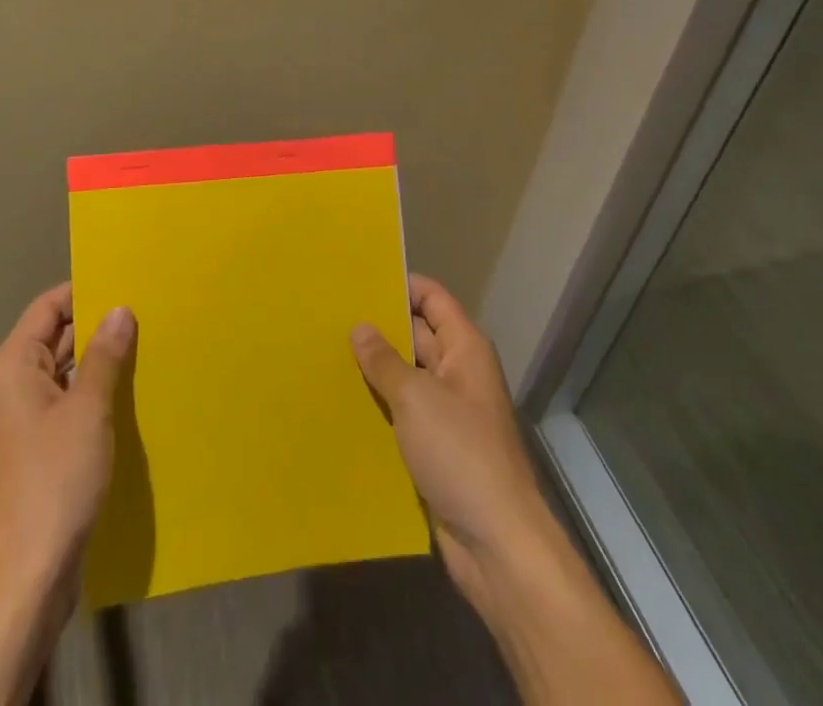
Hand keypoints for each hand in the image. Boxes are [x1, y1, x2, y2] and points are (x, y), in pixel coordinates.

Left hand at [0, 283, 136, 612]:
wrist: (26, 577)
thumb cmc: (54, 481)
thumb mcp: (87, 410)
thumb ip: (104, 356)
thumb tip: (120, 309)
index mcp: (15, 366)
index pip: (48, 307)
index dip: (83, 291)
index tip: (125, 281)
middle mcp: (14, 386)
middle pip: (56, 338)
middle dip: (98, 326)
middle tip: (146, 311)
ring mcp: (25, 422)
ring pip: (65, 374)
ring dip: (100, 363)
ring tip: (147, 346)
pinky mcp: (39, 453)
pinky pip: (69, 406)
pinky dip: (95, 396)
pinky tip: (131, 396)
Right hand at [351, 275, 562, 617]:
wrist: (497, 544)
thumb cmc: (460, 454)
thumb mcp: (416, 398)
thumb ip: (384, 360)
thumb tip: (360, 327)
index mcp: (465, 348)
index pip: (432, 298)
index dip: (400, 284)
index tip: (358, 279)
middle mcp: (458, 372)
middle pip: (416, 334)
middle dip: (379, 327)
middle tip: (329, 315)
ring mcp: (448, 411)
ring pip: (406, 376)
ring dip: (374, 369)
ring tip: (325, 352)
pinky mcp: (436, 446)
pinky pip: (403, 412)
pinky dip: (379, 405)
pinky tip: (342, 401)